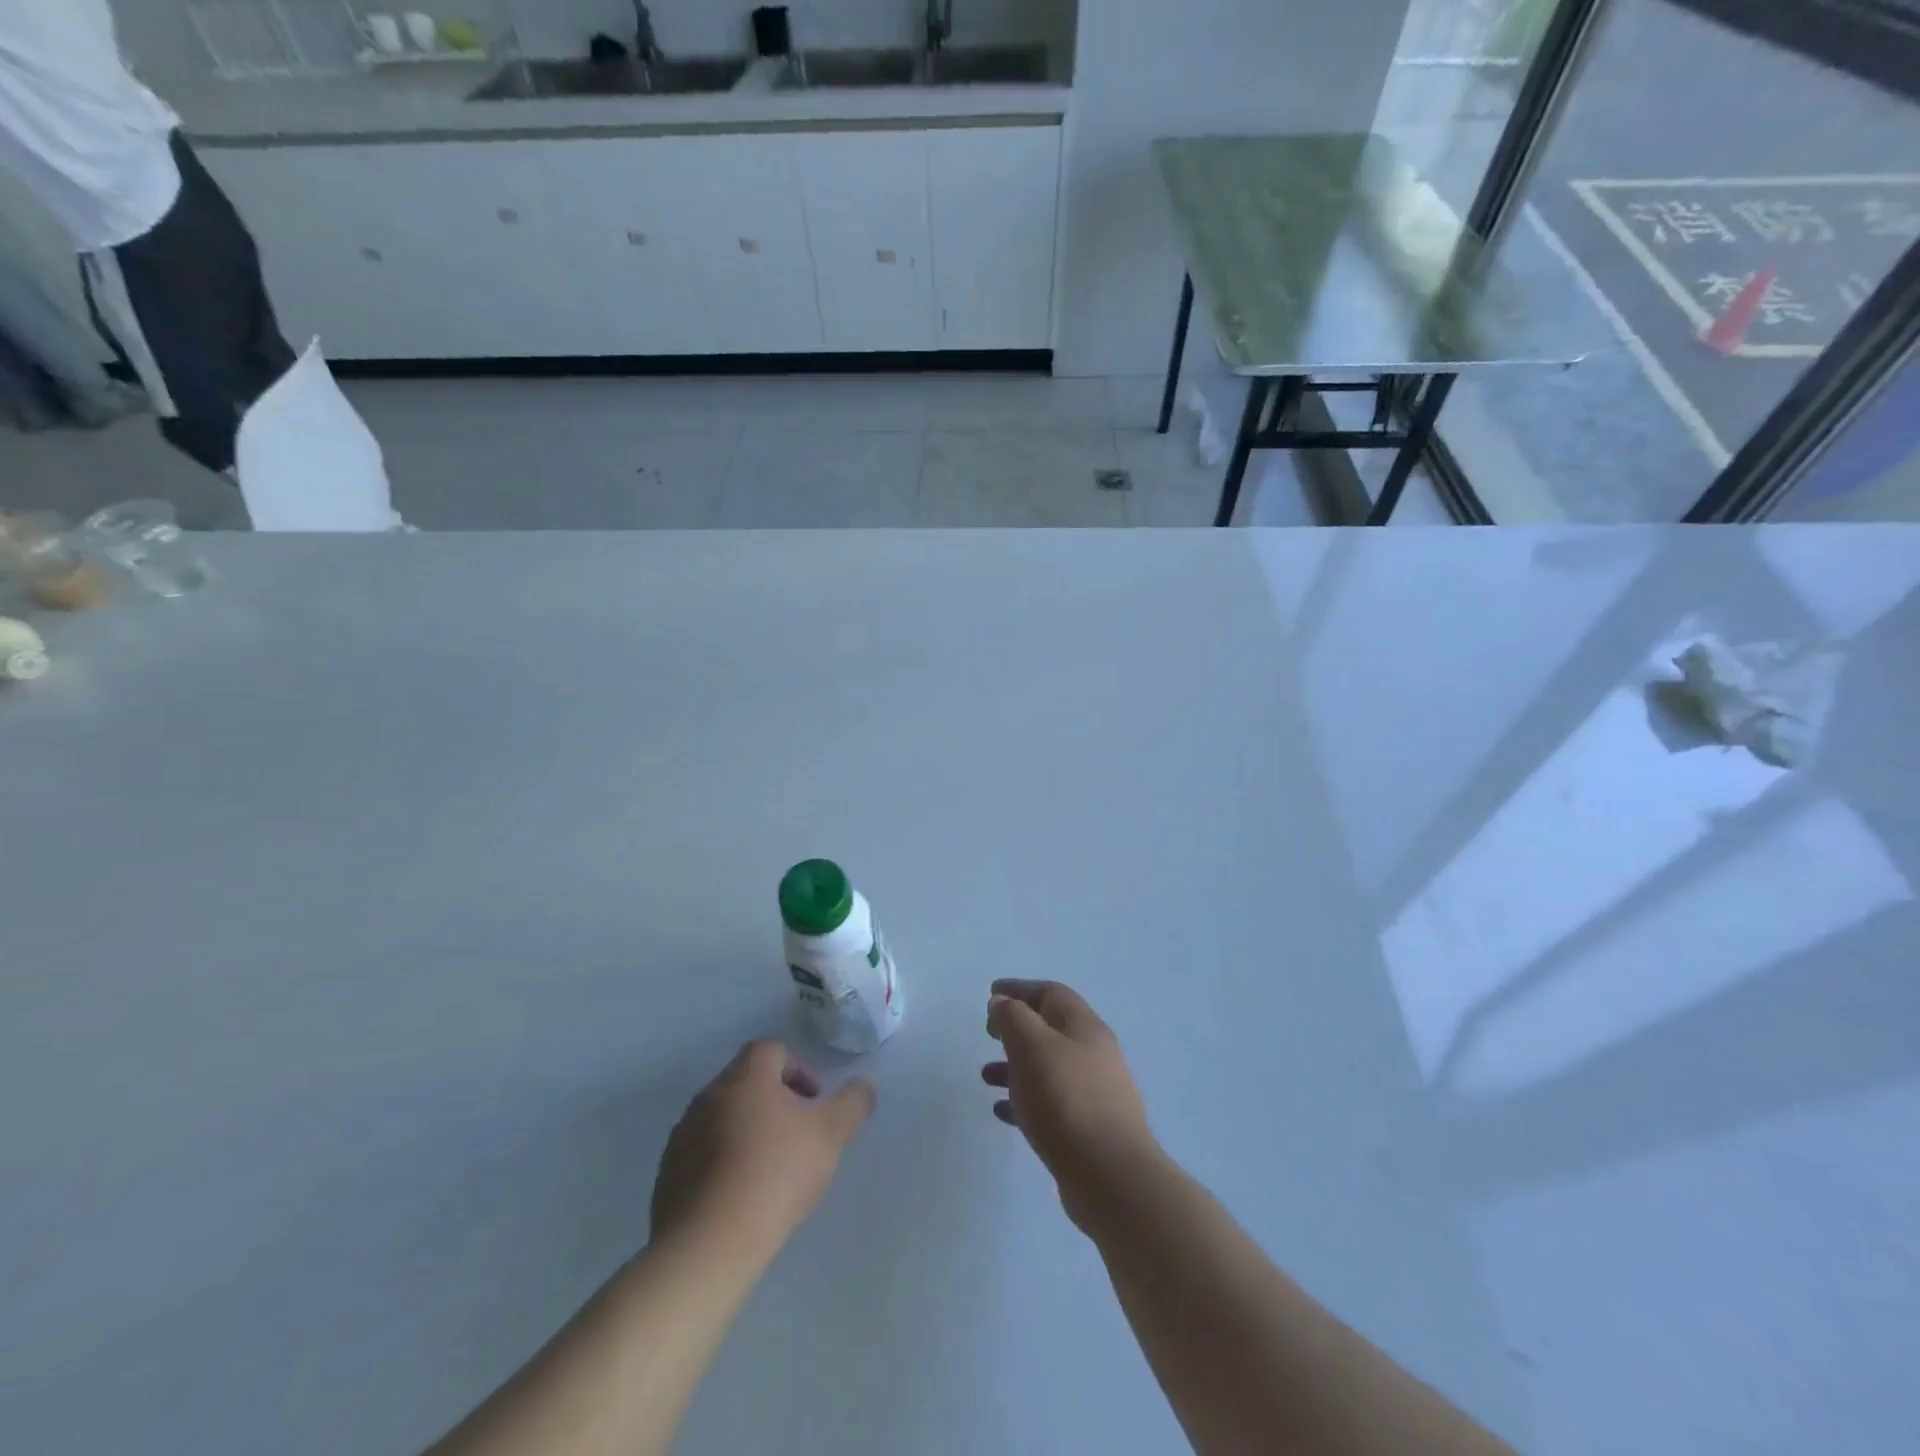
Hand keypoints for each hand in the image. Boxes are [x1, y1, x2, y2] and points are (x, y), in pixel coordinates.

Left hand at [651, 1040, 875, 1263]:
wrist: (708, 1245)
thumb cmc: (775, 1175)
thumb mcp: (830, 1135)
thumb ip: (852, 1103)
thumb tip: (864, 1086)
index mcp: (746, 1077)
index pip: (771, 1050)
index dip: (798, 1070)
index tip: (813, 1104)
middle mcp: (709, 1095)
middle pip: (746, 1082)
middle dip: (774, 1102)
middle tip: (797, 1136)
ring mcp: (683, 1135)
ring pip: (722, 1118)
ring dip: (747, 1132)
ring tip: (769, 1171)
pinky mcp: (667, 1174)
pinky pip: (701, 1154)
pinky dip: (722, 1163)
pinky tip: (740, 1197)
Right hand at [982, 980, 1158, 1225]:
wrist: (1111, 1176)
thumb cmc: (1066, 1099)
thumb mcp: (1032, 1046)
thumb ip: (1013, 1017)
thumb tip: (1003, 1003)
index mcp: (1085, 1027)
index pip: (1051, 993)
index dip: (1019, 989)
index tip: (991, 993)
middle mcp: (1094, 1054)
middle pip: (1052, 1028)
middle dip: (1017, 1026)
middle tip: (989, 1032)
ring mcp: (1095, 1092)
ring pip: (1049, 1066)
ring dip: (1016, 1065)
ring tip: (985, 1076)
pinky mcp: (1088, 1128)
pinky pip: (1050, 1102)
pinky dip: (1025, 1099)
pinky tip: (1002, 1111)